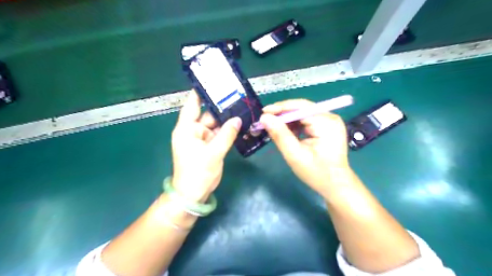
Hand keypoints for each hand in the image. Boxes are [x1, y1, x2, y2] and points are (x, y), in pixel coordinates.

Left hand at [171, 91, 241, 200]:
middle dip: (222, 108)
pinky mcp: (209, 147)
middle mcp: (193, 131)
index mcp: (187, 129)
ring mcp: (202, 139)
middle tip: (237, 97)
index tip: (211, 81)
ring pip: (215, 125)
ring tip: (241, 109)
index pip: (192, 105)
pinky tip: (239, 125)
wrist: (194, 194)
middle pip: (208, 115)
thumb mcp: (213, 152)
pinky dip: (228, 131)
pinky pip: (219, 135)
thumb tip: (237, 119)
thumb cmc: (198, 172)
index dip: (200, 93)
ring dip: (227, 120)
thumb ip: (227, 134)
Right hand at [261, 100, 349, 193]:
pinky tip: (287, 132)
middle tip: (265, 121)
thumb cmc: (316, 173)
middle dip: (282, 114)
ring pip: (303, 114)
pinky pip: (307, 120)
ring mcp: (330, 121)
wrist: (336, 185)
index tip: (263, 113)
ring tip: (273, 127)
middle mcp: (330, 117)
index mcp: (326, 122)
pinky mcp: (327, 126)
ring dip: (288, 120)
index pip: (300, 107)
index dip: (280, 108)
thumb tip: (264, 118)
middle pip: (302, 108)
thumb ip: (280, 135)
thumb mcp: (295, 155)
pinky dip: (295, 124)